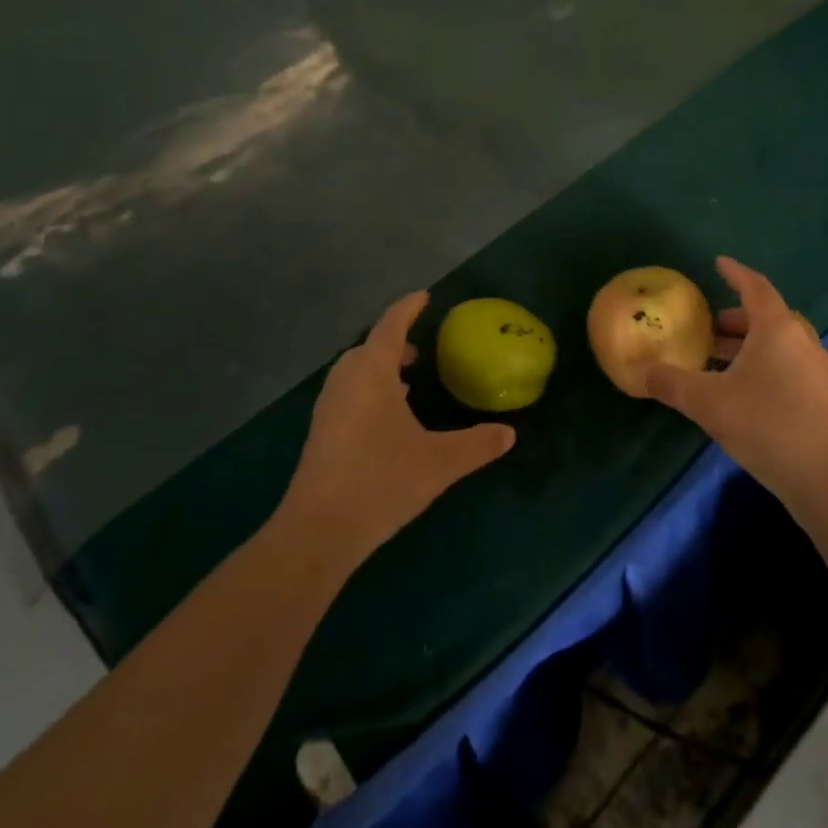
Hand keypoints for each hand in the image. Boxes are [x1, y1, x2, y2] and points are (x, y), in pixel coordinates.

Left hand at [280, 292, 515, 570]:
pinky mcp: (320, 432)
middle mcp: (346, 380)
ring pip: (354, 371)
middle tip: (419, 349)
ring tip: (405, 381)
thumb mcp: (439, 463)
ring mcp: (328, 407)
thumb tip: (509, 434)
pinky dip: (368, 389)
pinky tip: (385, 418)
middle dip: (393, 341)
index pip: (390, 326)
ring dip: (378, 367)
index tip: (425, 296)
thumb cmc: (381, 481)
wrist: (318, 530)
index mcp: (372, 372)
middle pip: (368, 347)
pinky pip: (347, 393)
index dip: (408, 308)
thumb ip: (477, 445)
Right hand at [645, 257, 827, 511]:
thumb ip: (671, 383)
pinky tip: (742, 392)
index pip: (755, 287)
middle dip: (736, 317)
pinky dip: (763, 365)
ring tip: (717, 360)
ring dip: (749, 345)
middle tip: (707, 327)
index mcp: (777, 329)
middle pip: (768, 316)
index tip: (718, 263)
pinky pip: (788, 365)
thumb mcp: (708, 403)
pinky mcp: (824, 398)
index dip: (735, 273)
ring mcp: (817, 370)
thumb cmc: (767, 425)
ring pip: (779, 344)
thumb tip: (642, 371)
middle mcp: (801, 341)